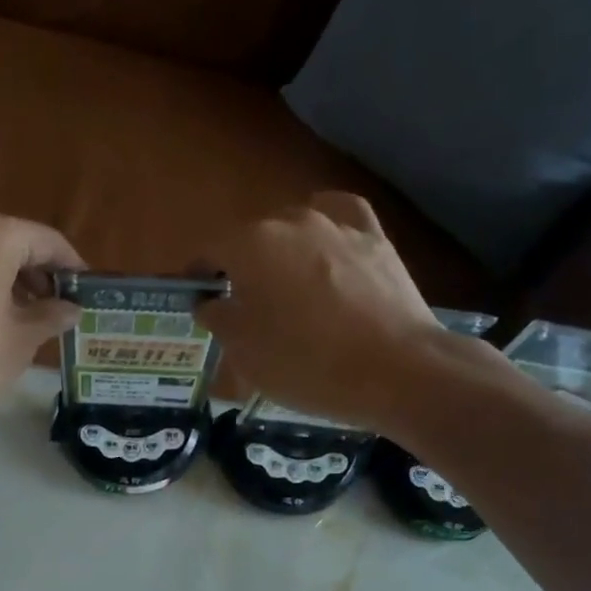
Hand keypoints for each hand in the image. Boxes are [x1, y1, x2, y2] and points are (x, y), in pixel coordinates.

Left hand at [0, 209, 82, 415]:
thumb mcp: (22, 339)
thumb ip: (52, 316)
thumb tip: (71, 309)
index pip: (48, 241)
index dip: (72, 267)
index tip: (86, 291)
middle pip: (12, 243)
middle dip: (37, 274)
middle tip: (57, 309)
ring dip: (7, 280)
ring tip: (24, 318)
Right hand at [198, 193, 502, 432]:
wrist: (394, 370)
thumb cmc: (305, 364)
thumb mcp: (244, 353)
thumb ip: (218, 318)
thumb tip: (210, 300)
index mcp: (250, 245)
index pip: (208, 249)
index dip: (197, 275)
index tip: (196, 300)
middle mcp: (291, 220)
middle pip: (251, 238)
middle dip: (240, 267)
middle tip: (243, 308)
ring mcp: (337, 224)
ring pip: (294, 229)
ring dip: (282, 254)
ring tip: (288, 290)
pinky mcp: (375, 237)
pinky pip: (340, 220)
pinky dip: (326, 231)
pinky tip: (325, 247)